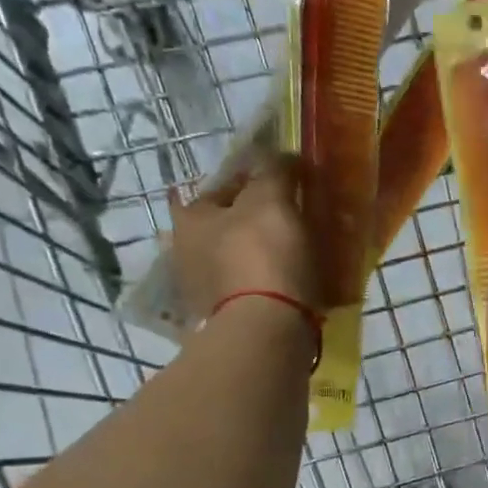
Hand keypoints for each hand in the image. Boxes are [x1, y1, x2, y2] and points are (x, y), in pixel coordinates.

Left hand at [168, 151, 316, 322]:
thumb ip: (275, 171)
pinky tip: (294, 284)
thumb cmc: (264, 257)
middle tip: (296, 220)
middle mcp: (186, 251)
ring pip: (240, 259)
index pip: (223, 185)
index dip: (257, 180)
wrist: (265, 332)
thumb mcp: (272, 200)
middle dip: (257, 221)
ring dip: (264, 255)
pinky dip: (269, 285)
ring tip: (301, 254)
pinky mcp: (225, 319)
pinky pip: (251, 290)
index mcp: (190, 216)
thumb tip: (284, 155)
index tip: (289, 185)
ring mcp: (204, 290)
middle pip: (229, 225)